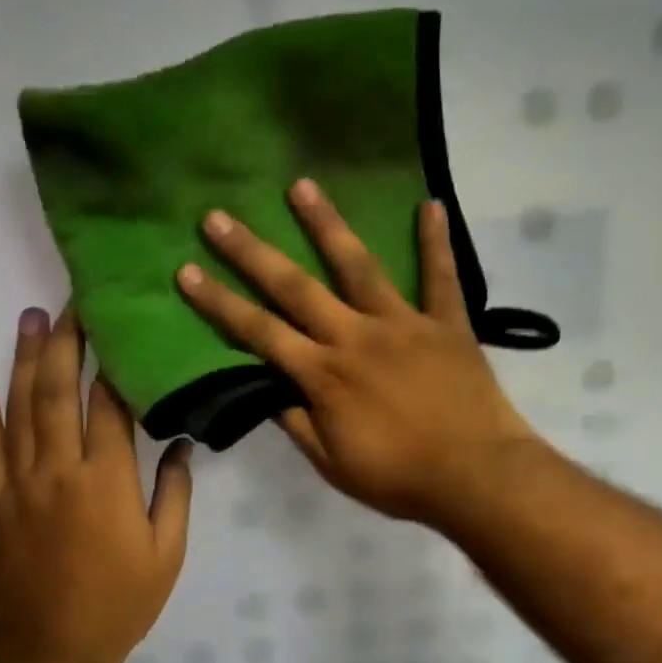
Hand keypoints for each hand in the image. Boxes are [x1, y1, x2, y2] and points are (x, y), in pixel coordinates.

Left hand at [0, 308, 192, 662]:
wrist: (53, 650)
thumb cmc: (121, 603)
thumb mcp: (167, 552)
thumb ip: (174, 493)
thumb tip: (179, 444)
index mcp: (107, 480)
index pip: (108, 405)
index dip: (112, 363)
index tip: (116, 328)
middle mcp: (59, 470)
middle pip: (58, 392)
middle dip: (65, 343)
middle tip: (70, 304)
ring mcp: (19, 485)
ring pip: (19, 410)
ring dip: (25, 362)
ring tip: (31, 320)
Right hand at [176, 179, 536, 526]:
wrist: (475, 477)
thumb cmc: (399, 477)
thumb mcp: (332, 463)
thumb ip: (297, 423)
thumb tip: (266, 391)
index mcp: (323, 374)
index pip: (259, 332)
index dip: (219, 302)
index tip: (186, 271)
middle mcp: (355, 336)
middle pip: (295, 287)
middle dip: (252, 252)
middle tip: (218, 217)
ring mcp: (403, 324)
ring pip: (359, 265)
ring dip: (327, 224)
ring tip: (301, 185)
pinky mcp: (447, 323)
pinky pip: (442, 275)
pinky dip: (435, 241)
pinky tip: (430, 203)